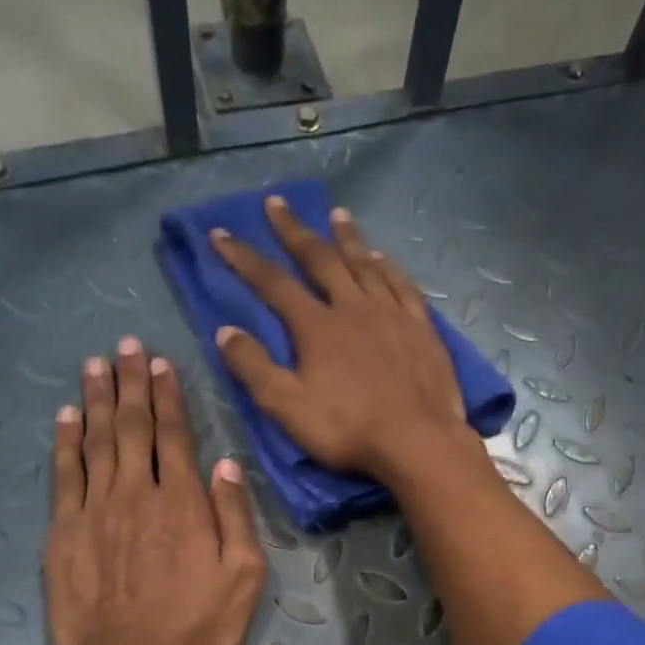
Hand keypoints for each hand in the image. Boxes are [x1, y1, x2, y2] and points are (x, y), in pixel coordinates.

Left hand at [46, 337, 266, 644]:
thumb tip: (227, 464)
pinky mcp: (64, 533)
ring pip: (95, 442)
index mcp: (183, 503)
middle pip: (131, 427)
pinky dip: (65, 442)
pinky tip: (66, 418)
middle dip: (129, 383)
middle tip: (124, 346)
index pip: (173, 435)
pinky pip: (63, 475)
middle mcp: (136, 494)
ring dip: (96, 400)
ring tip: (95, 365)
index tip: (159, 363)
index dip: (167, 396)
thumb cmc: (197, 628)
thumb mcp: (244, 578)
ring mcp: (94, 511)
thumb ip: (236, 517)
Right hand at [210, 196, 468, 483]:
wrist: (418, 441)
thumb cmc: (348, 429)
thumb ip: (254, 368)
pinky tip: (382, 258)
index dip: (244, 258)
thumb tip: (225, 331)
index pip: (272, 282)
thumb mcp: (287, 407)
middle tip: (277, 203)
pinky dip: (388, 267)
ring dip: (346, 238)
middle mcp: (353, 307)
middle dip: (294, 231)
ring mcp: (392, 314)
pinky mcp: (422, 328)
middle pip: (320, 259)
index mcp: (317, 326)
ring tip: (336, 214)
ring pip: (365, 264)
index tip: (221, 233)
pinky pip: (402, 285)